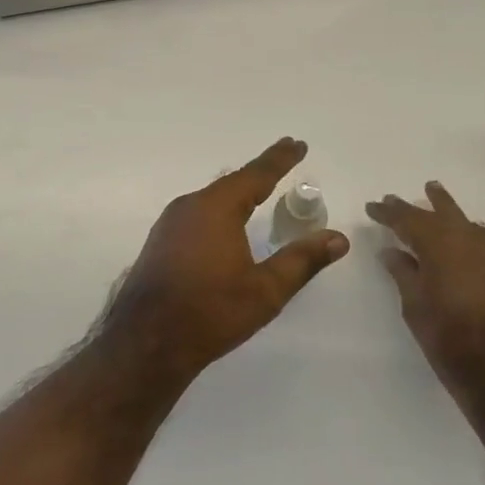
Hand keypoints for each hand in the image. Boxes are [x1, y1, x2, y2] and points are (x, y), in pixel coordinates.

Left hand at [100, 138, 349, 381]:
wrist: (145, 342)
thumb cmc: (211, 312)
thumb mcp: (266, 290)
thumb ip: (302, 260)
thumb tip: (338, 238)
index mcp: (217, 208)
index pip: (256, 174)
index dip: (280, 159)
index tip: (297, 143)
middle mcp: (191, 205)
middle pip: (232, 182)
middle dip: (260, 172)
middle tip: (283, 160)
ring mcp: (170, 223)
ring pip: (211, 198)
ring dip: (237, 191)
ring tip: (258, 188)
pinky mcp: (160, 241)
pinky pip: (197, 213)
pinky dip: (219, 209)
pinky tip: (224, 222)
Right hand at [366, 181, 484, 411]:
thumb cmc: (455, 345)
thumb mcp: (417, 311)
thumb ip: (403, 275)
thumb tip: (391, 251)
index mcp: (440, 246)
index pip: (407, 219)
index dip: (388, 212)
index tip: (373, 206)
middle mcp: (470, 239)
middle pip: (441, 212)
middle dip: (418, 205)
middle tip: (399, 198)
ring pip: (468, 223)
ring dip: (448, 213)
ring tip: (436, 199)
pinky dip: (472, 235)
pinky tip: (468, 239)